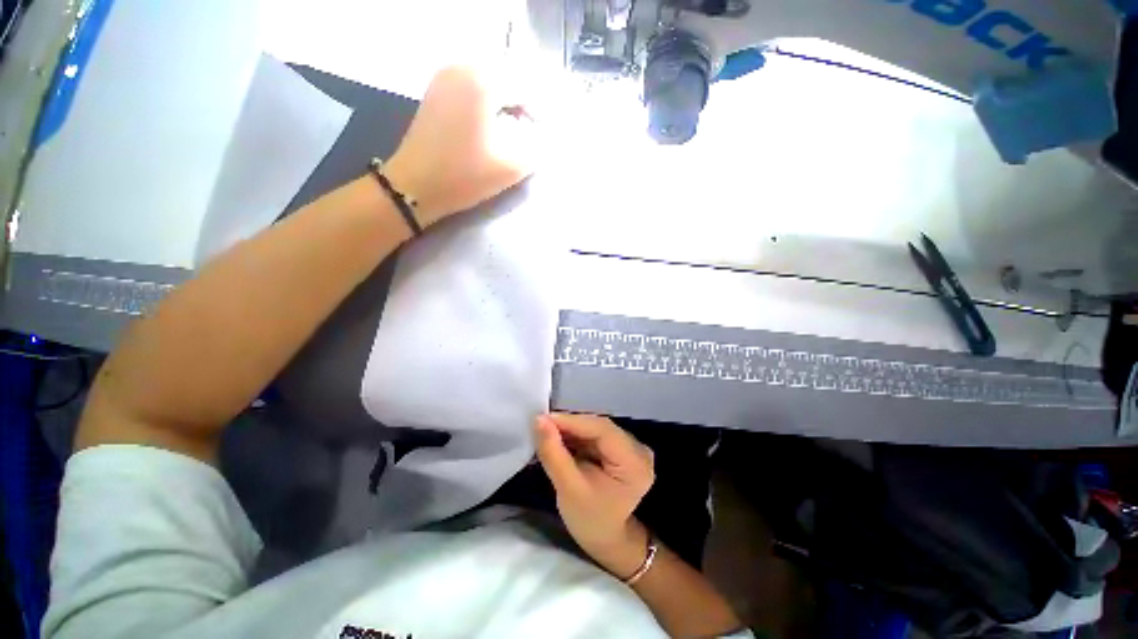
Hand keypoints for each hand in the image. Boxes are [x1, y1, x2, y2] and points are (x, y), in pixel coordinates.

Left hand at [382, 66, 537, 227]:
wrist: (416, 186)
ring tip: (512, 132)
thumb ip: (537, 149)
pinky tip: (489, 127)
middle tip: (530, 134)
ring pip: (489, 83)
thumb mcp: (511, 167)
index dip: (539, 112)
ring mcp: (445, 77)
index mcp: (483, 81)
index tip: (543, 138)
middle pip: (507, 79)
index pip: (525, 87)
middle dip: (523, 106)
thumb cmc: (464, 175)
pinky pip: (471, 88)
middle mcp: (463, 68)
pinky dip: (486, 104)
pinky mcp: (436, 92)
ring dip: (505, 104)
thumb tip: (544, 138)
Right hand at [535, 413, 655, 578]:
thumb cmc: (590, 520)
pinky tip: (559, 436)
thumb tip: (539, 420)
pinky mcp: (621, 447)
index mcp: (635, 463)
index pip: (602, 430)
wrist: (606, 538)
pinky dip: (577, 435)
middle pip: (600, 427)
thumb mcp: (568, 489)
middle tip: (541, 423)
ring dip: (571, 428)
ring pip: (596, 428)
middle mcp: (638, 449)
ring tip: (546, 430)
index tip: (543, 418)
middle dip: (570, 424)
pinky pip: (596, 434)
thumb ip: (553, 453)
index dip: (572, 421)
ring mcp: (631, 447)